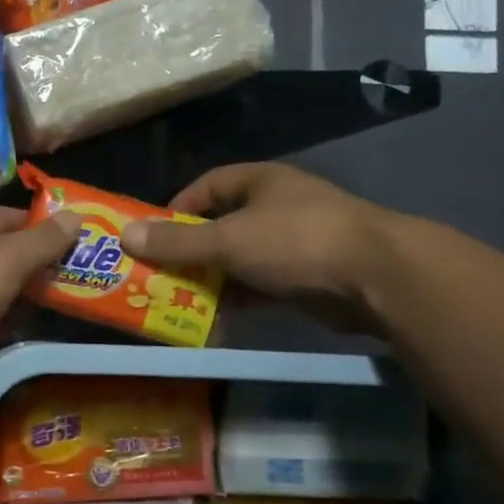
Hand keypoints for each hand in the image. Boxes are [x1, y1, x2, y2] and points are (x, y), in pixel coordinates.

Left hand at [0, 205, 79, 372]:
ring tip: (49, 315)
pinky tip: (10, 335)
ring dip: (14, 299)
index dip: (46, 230)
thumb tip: (77, 215)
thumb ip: (43, 241)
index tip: (77, 250)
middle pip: (0, 253)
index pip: (14, 217)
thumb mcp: (6, 259)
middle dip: (33, 270)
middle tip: (71, 288)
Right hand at [119, 163, 401, 334]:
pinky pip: (259, 287)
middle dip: (189, 251)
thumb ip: (177, 241)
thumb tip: (125, 235)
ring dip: (211, 280)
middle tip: (157, 274)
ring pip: (239, 260)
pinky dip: (237, 301)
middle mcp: (275, 208)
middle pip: (220, 226)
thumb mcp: (228, 240)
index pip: (207, 186)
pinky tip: (213, 321)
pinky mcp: (305, 278)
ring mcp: (293, 244)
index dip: (176, 207)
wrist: (378, 278)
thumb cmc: (296, 241)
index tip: (151, 234)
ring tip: (177, 302)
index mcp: (260, 182)